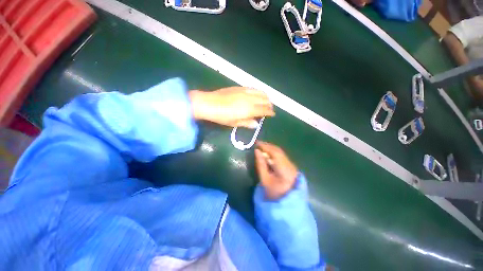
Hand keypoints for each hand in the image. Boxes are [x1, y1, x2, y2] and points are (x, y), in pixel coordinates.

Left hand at [189, 87, 274, 127]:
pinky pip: (253, 88)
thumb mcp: (234, 123)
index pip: (264, 110)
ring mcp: (245, 92)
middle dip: (269, 104)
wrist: (209, 103)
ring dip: (265, 97)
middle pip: (265, 100)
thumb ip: (247, 123)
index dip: (270, 112)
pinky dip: (258, 91)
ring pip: (261, 92)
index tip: (272, 114)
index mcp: (249, 110)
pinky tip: (257, 94)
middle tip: (269, 108)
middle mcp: (250, 99)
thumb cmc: (221, 116)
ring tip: (265, 101)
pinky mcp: (240, 87)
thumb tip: (256, 124)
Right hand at [255, 141, 297, 199]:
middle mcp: (290, 165)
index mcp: (285, 169)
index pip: (275, 153)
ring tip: (261, 148)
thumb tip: (257, 151)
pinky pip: (281, 156)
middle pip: (279, 151)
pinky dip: (274, 153)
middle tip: (258, 144)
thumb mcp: (264, 179)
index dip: (265, 146)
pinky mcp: (291, 166)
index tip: (256, 143)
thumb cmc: (274, 193)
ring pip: (280, 153)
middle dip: (268, 146)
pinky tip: (267, 154)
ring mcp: (292, 165)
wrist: (286, 203)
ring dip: (270, 149)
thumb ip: (261, 164)